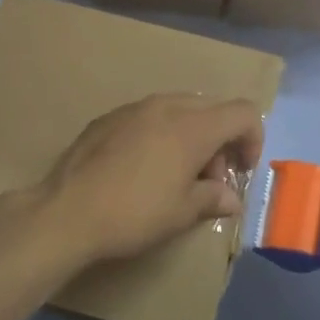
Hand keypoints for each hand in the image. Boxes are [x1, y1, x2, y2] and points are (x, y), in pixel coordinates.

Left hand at [34, 95, 265, 267]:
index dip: (253, 140)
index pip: (243, 113)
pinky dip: (161, 135)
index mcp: (193, 126)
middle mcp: (166, 106)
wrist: (66, 212)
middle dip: (221, 141)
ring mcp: (133, 108)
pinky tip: (143, 168)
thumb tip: (231, 198)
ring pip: (179, 110)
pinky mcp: (108, 118)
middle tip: (210, 180)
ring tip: (177, 175)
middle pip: (212, 109)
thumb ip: (213, 198)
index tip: (241, 171)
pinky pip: (148, 116)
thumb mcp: (182, 213)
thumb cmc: (134, 213)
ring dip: (191, 136)